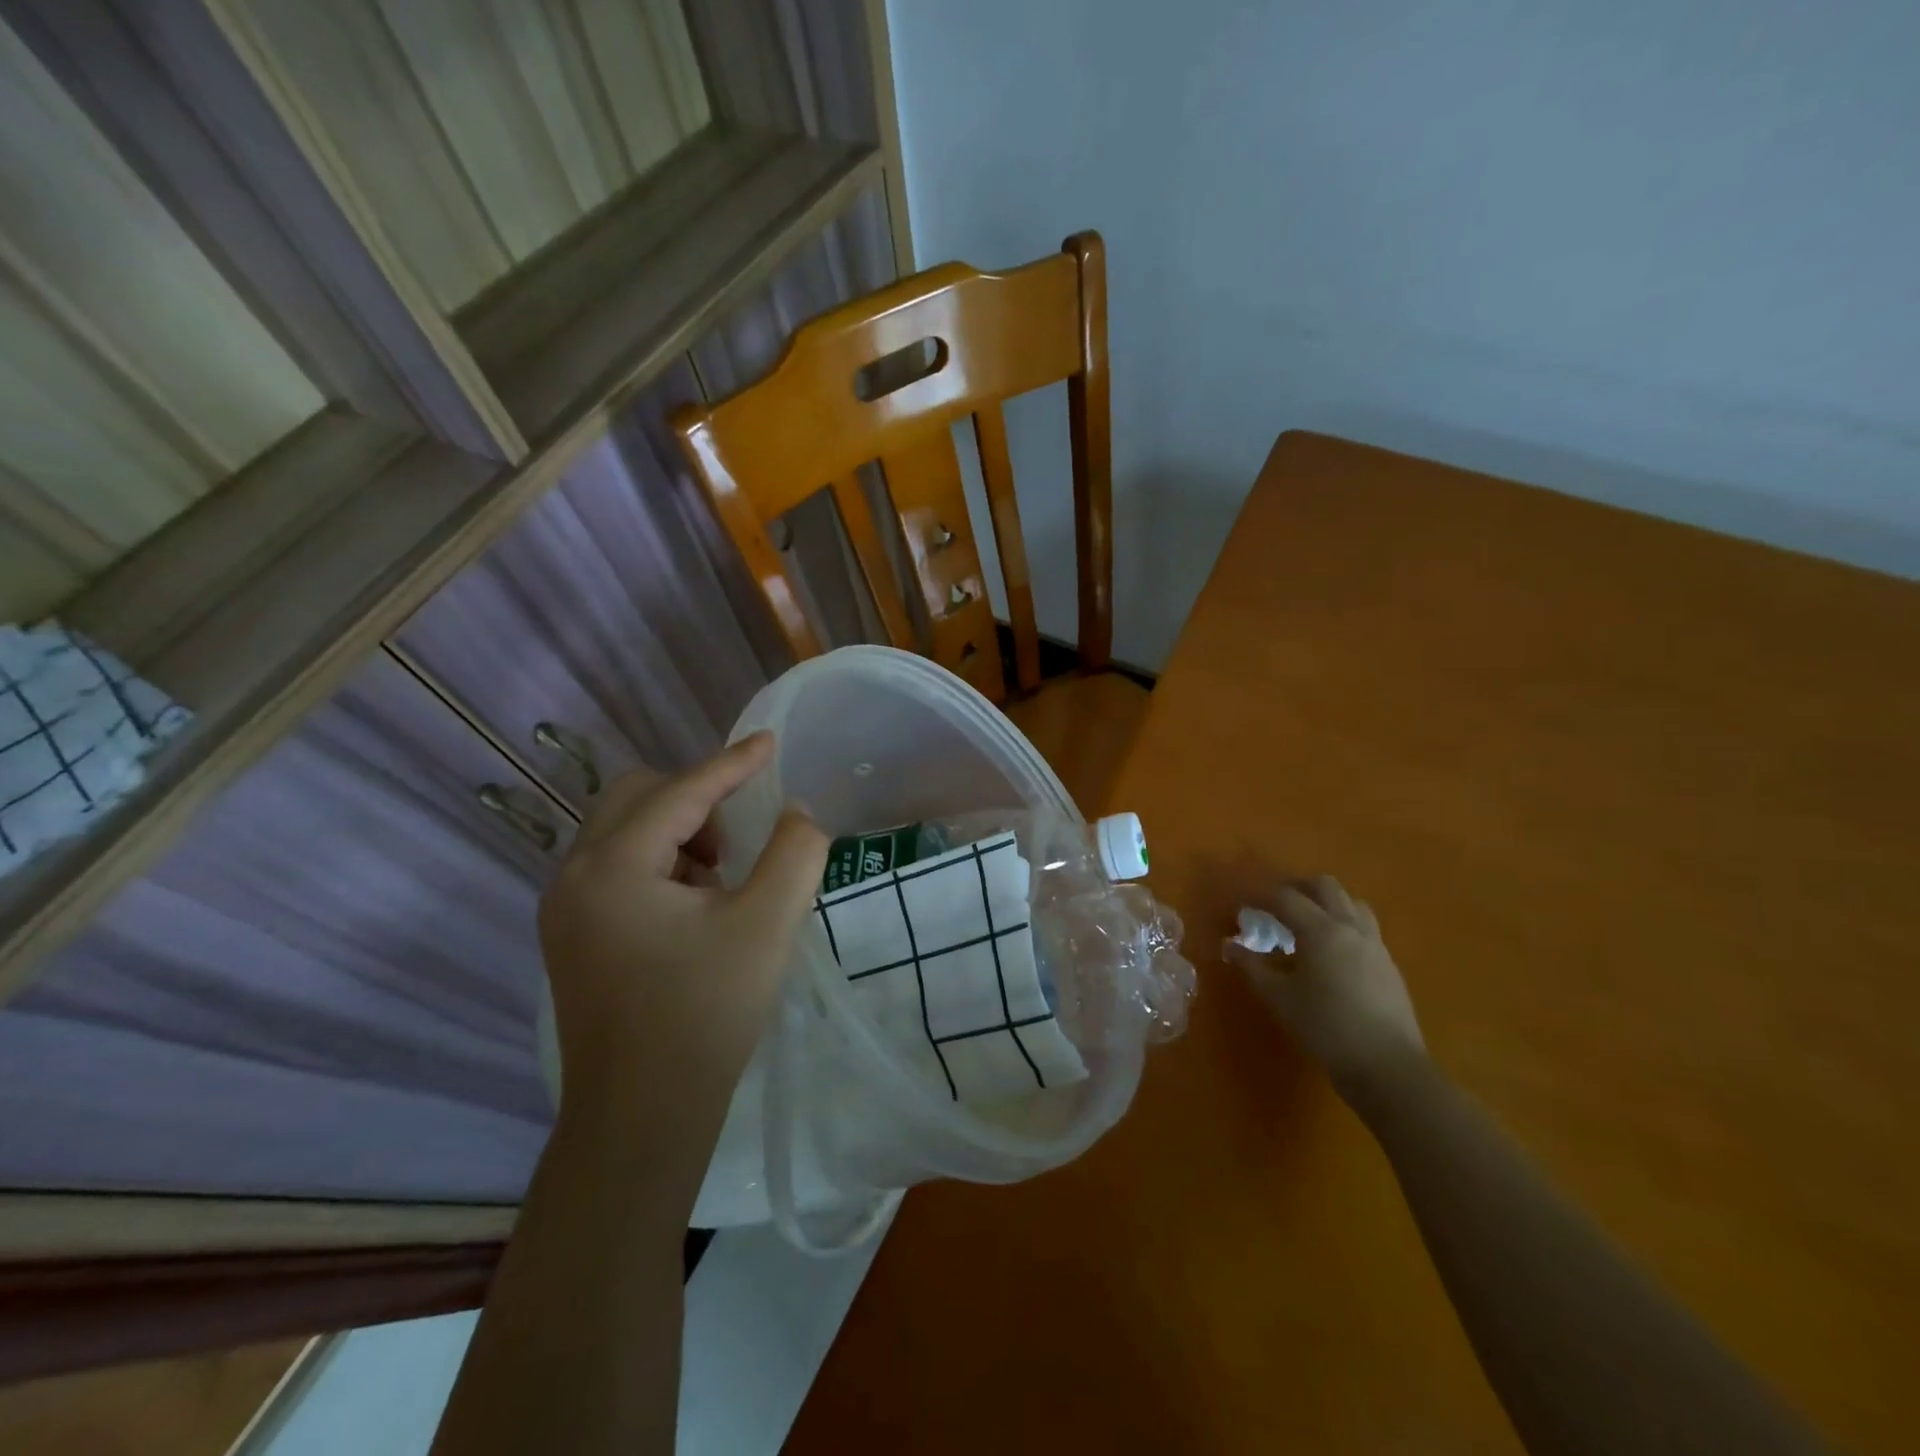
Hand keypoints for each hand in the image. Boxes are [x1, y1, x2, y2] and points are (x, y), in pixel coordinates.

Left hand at [537, 734, 826, 1182]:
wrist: (642, 1119)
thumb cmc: (706, 1014)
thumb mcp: (768, 924)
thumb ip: (795, 852)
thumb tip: (796, 813)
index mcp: (613, 866)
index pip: (681, 791)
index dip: (732, 763)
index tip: (771, 743)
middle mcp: (573, 877)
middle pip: (635, 797)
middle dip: (695, 798)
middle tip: (741, 832)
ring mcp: (564, 910)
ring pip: (622, 832)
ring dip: (677, 832)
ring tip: (723, 875)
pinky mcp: (571, 939)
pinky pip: (616, 869)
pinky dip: (659, 864)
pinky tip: (695, 907)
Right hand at [1224, 875, 1425, 1102]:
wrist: (1388, 1067)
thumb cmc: (1326, 1028)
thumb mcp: (1279, 998)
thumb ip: (1252, 967)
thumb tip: (1230, 946)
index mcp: (1321, 930)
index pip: (1285, 897)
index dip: (1258, 895)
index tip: (1239, 902)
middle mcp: (1350, 927)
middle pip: (1324, 886)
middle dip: (1296, 887)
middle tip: (1272, 904)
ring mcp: (1375, 944)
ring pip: (1350, 903)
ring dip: (1325, 902)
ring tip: (1305, 922)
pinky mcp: (1388, 964)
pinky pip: (1363, 927)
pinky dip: (1342, 924)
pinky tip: (1330, 951)